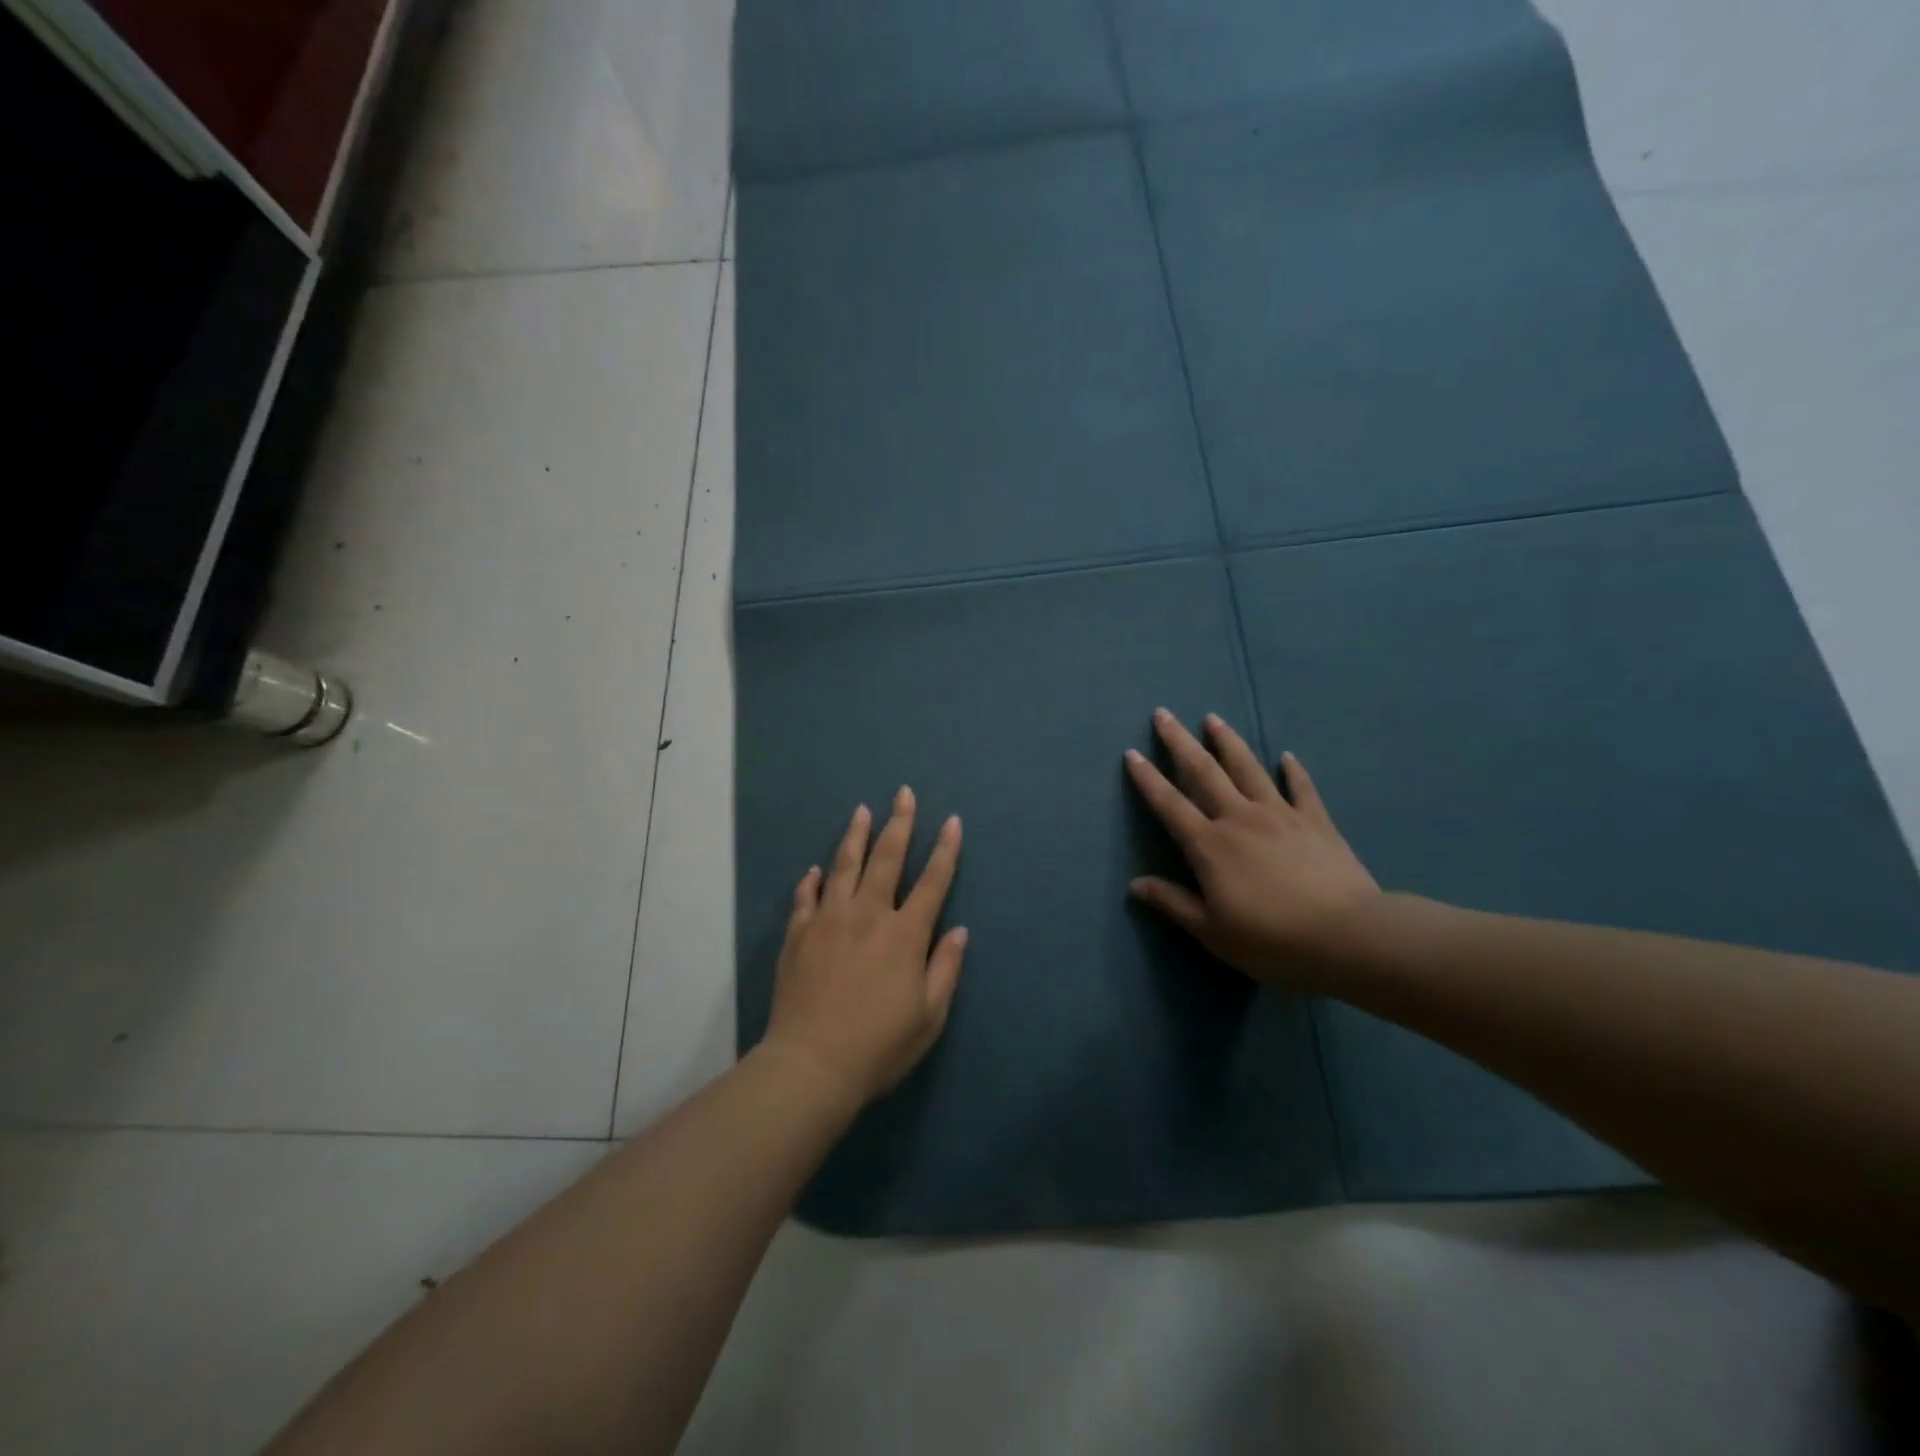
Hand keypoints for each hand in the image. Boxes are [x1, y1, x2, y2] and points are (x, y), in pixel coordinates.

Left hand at [762, 787, 968, 1104]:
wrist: (811, 1065)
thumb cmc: (879, 1046)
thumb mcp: (929, 1016)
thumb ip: (946, 968)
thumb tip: (960, 930)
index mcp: (905, 934)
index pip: (932, 882)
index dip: (946, 850)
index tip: (953, 821)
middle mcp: (868, 915)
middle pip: (887, 858)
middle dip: (900, 823)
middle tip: (903, 794)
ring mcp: (828, 920)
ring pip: (844, 866)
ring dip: (856, 836)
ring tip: (862, 812)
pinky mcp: (799, 934)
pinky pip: (806, 896)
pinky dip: (813, 880)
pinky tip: (816, 869)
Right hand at [1125, 709, 1380, 985]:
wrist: (1349, 937)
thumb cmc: (1273, 940)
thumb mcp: (1213, 932)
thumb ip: (1173, 903)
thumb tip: (1135, 884)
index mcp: (1209, 845)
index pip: (1170, 804)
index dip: (1148, 779)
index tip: (1132, 752)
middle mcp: (1239, 819)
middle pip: (1204, 772)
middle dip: (1180, 742)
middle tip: (1164, 714)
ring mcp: (1280, 815)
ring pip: (1248, 769)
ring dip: (1228, 742)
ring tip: (1213, 719)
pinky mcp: (1316, 822)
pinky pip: (1301, 788)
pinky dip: (1293, 771)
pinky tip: (1287, 756)